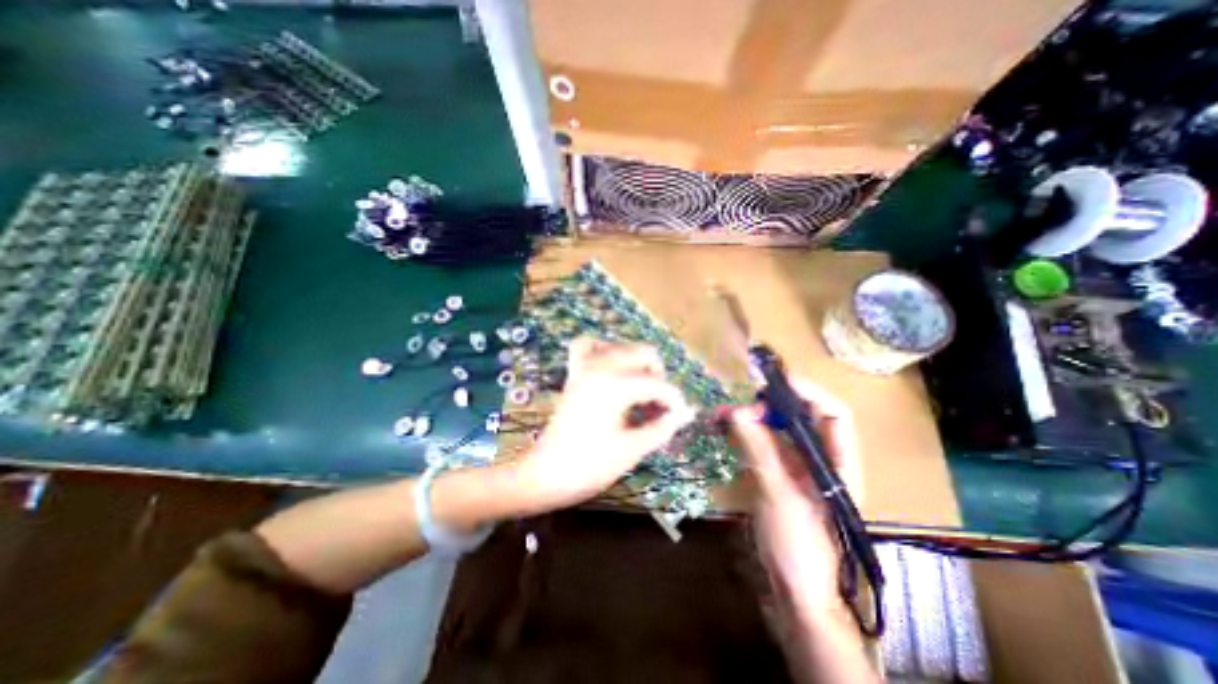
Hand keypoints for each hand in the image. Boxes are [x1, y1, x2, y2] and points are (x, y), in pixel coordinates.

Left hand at [516, 337, 700, 512]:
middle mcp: (600, 367)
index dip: (675, 401)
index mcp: (616, 386)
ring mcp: (584, 367)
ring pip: (620, 347)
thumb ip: (662, 427)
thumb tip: (683, 414)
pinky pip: (588, 347)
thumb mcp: (632, 449)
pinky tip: (612, 370)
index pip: (658, 384)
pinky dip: (604, 351)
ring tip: (639, 391)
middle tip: (658, 407)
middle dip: (658, 377)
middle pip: (643, 353)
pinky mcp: (574, 374)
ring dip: (636, 364)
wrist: (545, 475)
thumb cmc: (590, 466)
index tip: (681, 417)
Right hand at [722, 381, 865, 621]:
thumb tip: (737, 412)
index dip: (808, 392)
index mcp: (839, 463)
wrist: (796, 589)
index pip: (833, 414)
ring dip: (755, 417)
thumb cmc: (800, 545)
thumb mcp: (780, 494)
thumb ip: (759, 450)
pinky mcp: (780, 474)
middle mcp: (821, 459)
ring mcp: (799, 466)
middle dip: (774, 403)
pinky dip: (747, 433)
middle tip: (744, 400)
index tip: (775, 381)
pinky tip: (727, 428)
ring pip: (780, 429)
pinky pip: (764, 443)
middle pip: (803, 417)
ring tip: (726, 411)